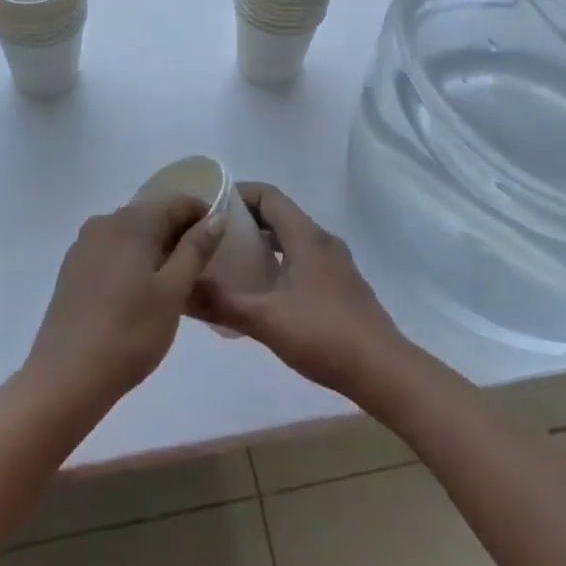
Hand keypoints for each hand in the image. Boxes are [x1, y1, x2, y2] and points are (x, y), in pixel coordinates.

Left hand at [25, 197, 221, 407]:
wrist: (66, 377)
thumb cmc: (130, 332)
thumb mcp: (173, 292)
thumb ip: (195, 249)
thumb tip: (215, 217)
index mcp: (132, 221)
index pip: (176, 203)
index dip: (202, 216)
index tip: (219, 244)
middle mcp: (104, 222)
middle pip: (152, 215)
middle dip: (179, 235)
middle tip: (201, 269)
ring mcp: (84, 245)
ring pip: (131, 235)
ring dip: (156, 250)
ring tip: (174, 285)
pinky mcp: (73, 268)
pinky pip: (112, 251)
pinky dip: (132, 262)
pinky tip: (140, 295)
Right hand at [193, 183, 407, 399]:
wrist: (384, 372)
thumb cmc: (325, 335)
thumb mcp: (266, 319)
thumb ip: (221, 302)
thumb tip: (180, 291)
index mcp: (306, 236)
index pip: (268, 195)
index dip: (238, 194)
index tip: (209, 205)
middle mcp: (322, 241)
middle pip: (279, 215)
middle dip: (245, 219)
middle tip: (212, 235)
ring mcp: (336, 264)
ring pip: (291, 239)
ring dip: (263, 242)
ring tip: (231, 261)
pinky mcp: (341, 286)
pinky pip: (303, 259)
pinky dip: (279, 262)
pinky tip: (263, 291)